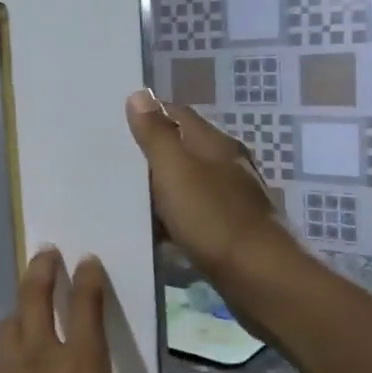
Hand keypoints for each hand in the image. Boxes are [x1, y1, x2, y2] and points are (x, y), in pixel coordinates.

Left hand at [0, 248, 166, 372]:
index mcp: (82, 365)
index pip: (86, 306)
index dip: (88, 278)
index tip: (87, 260)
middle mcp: (40, 357)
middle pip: (35, 297)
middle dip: (42, 269)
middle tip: (46, 252)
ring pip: (10, 325)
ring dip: (20, 308)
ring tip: (26, 307)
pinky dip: (7, 354)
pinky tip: (11, 368)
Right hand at [125, 90, 311, 305]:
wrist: (260, 278)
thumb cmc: (213, 218)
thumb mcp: (175, 171)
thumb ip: (156, 134)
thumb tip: (139, 94)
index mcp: (215, 144)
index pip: (177, 114)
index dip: (148, 113)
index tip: (114, 122)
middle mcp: (227, 165)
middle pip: (183, 147)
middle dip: (151, 151)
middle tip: (111, 158)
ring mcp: (231, 198)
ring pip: (187, 182)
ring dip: (160, 186)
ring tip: (122, 193)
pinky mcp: (230, 229)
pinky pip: (192, 213)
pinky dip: (171, 216)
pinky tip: (152, 228)